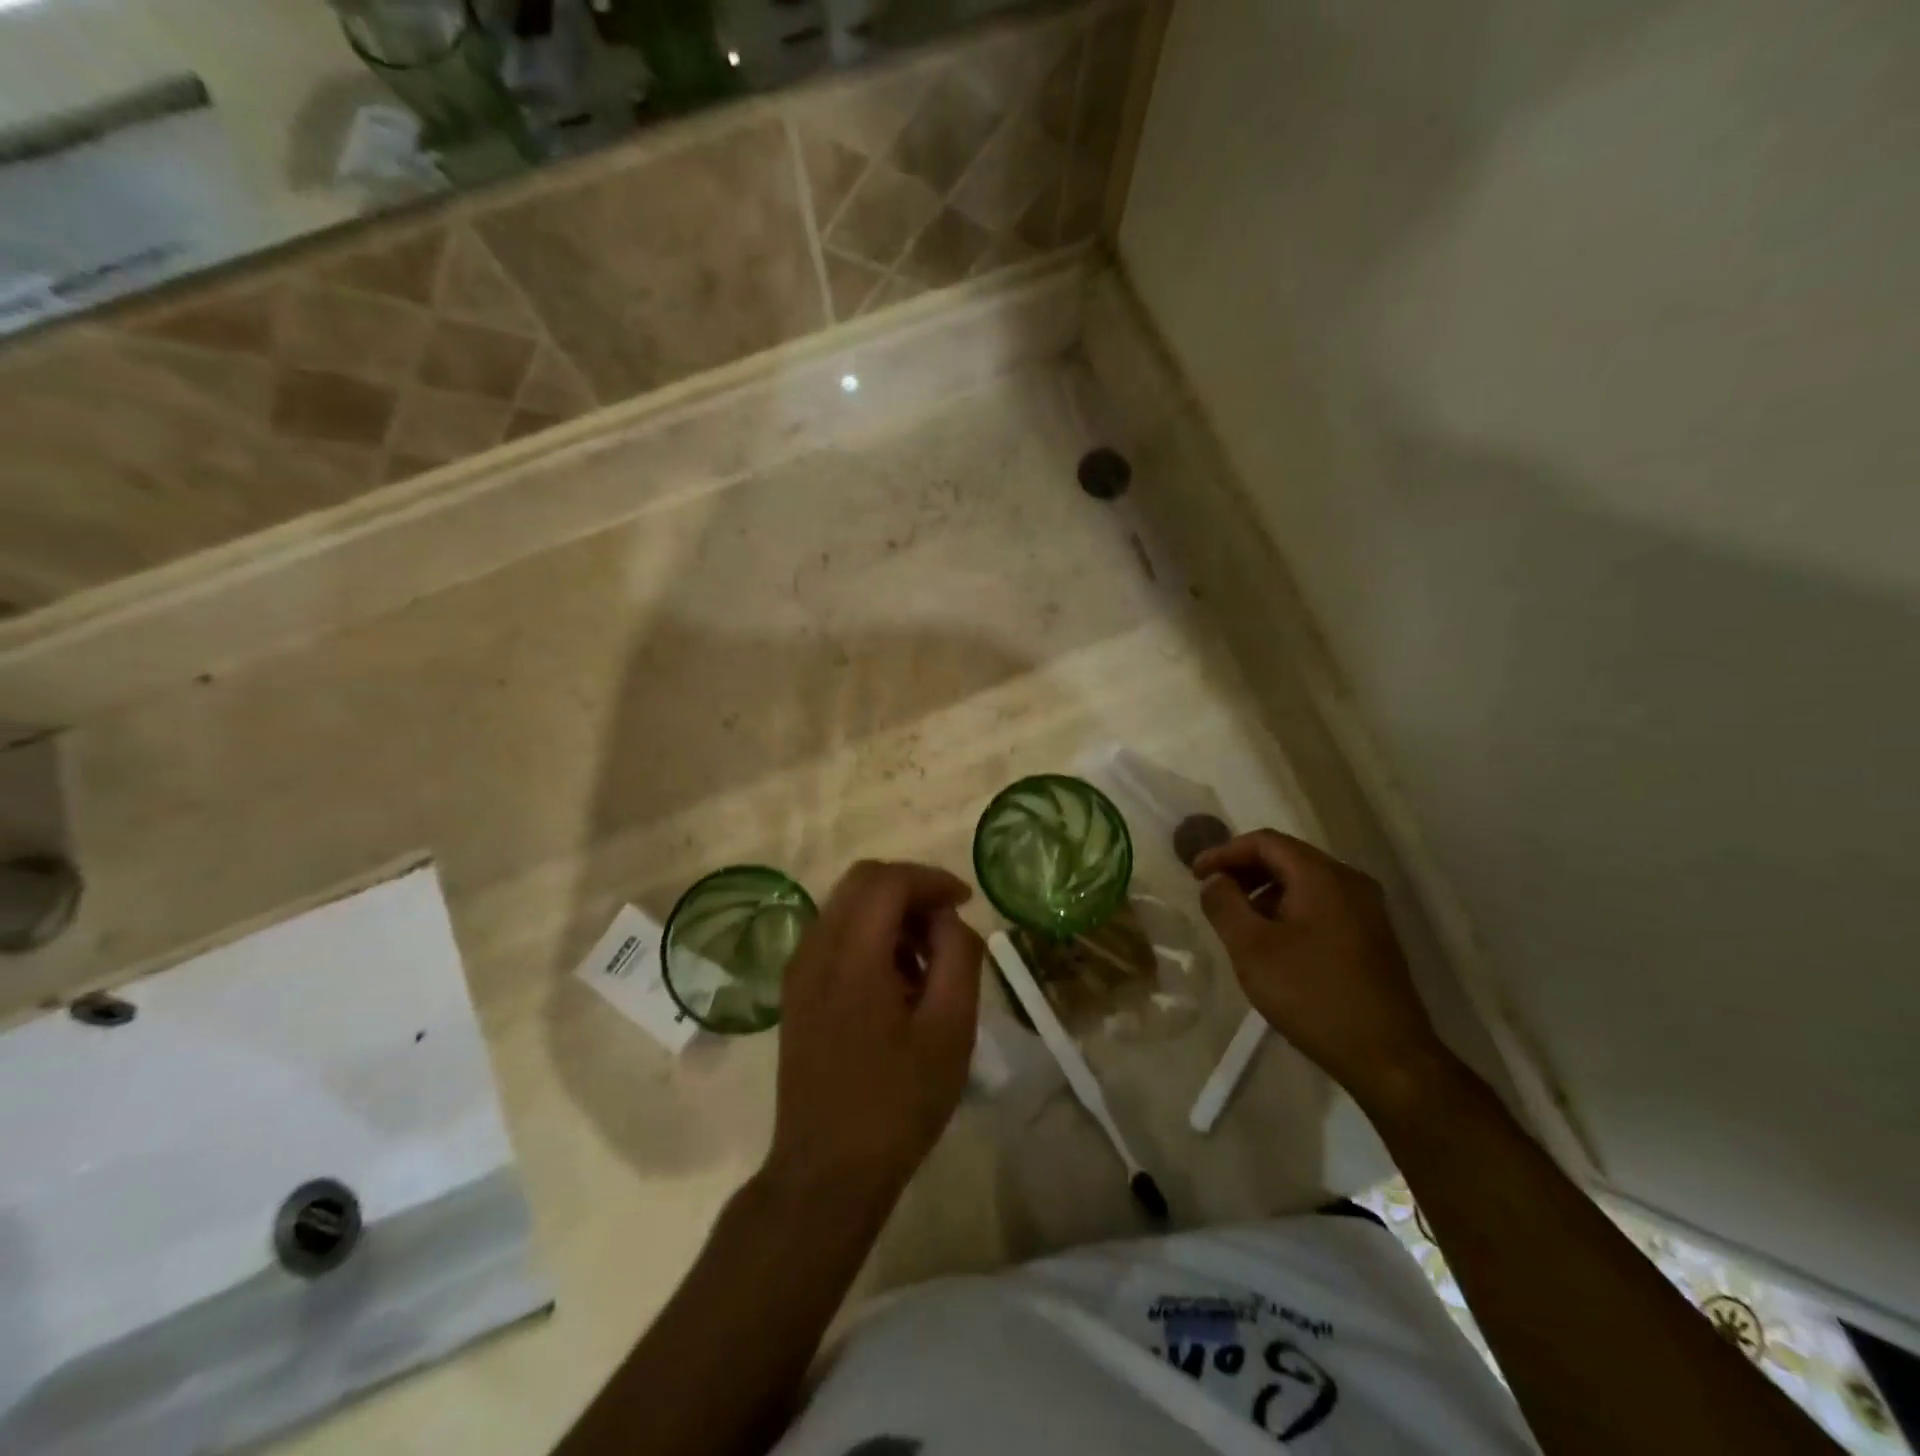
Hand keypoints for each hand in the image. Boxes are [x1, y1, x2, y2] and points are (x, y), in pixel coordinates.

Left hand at [764, 860, 984, 1212]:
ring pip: (847, 905)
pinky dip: (870, 935)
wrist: (826, 1171)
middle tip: (947, 925)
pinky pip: (835, 935)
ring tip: (927, 960)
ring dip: (891, 913)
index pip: (888, 880)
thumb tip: (948, 919)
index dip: (932, 879)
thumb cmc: (897, 1103)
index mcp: (851, 956)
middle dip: (911, 889)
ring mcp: (799, 969)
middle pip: (862, 881)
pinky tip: (896, 980)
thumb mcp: (950, 1030)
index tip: (967, 901)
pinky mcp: (796, 990)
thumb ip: (957, 957)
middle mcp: (815, 949)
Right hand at [1192, 830, 1445, 1104]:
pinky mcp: (1372, 937)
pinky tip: (1273, 942)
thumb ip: (1224, 904)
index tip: (1195, 874)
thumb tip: (1215, 880)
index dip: (1224, 852)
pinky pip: (1321, 905)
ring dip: (1265, 891)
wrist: (1388, 1058)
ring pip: (1305, 883)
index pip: (1265, 842)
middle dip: (1244, 870)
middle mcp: (1350, 882)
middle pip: (1287, 858)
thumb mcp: (1251, 948)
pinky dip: (1289, 909)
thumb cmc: (1312, 995)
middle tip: (1212, 893)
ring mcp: (1367, 910)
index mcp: (1322, 876)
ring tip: (1238, 921)